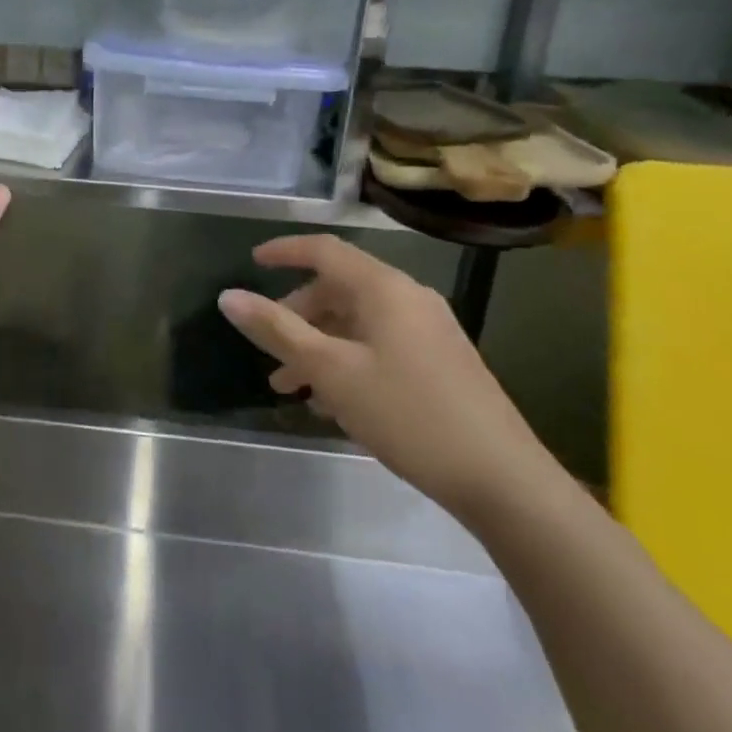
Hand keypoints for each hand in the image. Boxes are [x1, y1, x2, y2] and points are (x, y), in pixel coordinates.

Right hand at [217, 235, 557, 518]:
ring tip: (291, 388)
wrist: (503, 480)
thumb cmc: (407, 414)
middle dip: (296, 315)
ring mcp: (430, 331)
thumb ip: (277, 330)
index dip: (285, 251)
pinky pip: (379, 345)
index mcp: (384, 289)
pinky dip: (347, 360)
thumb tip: (228, 296)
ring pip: (358, 323)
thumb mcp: (330, 371)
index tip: (253, 261)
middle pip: (339, 289)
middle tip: (268, 349)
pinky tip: (332, 402)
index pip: (325, 250)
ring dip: (319, 345)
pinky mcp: (441, 363)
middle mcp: (409, 299)